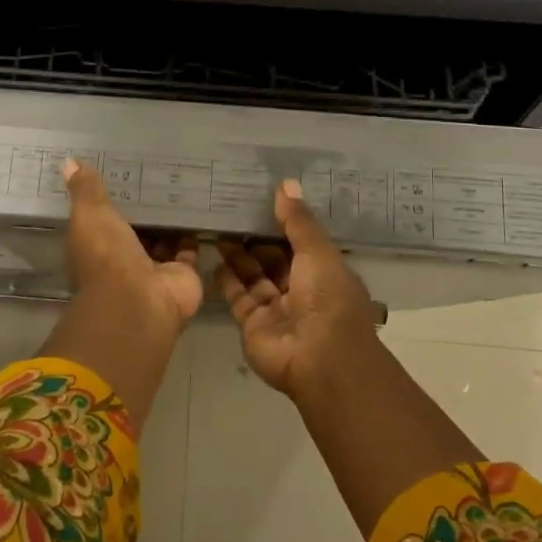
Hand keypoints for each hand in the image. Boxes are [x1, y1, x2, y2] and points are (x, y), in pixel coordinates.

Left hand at [64, 159, 202, 338]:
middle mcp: (122, 259)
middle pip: (134, 229)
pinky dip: (192, 234)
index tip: (121, 172)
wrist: (140, 299)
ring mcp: (153, 268)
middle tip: (157, 172)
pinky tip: (199, 208)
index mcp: (95, 246)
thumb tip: (69, 161)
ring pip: (162, 238)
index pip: (101, 219)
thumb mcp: (90, 215)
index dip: (109, 199)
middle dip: (143, 208)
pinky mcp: (181, 273)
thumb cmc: (107, 255)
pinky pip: (188, 249)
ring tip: (181, 186)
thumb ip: (84, 190)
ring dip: (169, 220)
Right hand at [216, 180, 380, 399]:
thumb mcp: (317, 252)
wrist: (319, 358)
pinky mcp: (254, 325)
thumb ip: (298, 220)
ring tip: (218, 229)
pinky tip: (214, 258)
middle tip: (231, 212)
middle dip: (256, 239)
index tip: (260, 200)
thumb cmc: (327, 298)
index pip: (301, 243)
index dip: (283, 223)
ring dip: (238, 256)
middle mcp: (301, 291)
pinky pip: (238, 297)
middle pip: (274, 259)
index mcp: (324, 273)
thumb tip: (286, 183)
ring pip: (254, 277)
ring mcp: (276, 310)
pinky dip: (227, 279)